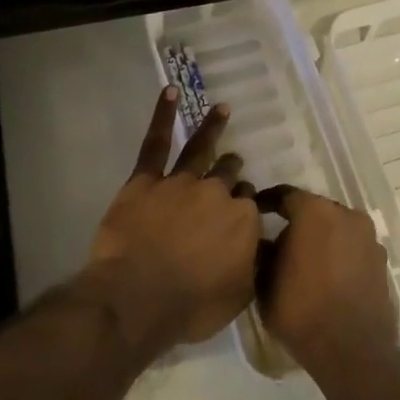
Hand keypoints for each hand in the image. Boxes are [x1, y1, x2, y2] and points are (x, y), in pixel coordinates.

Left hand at [82, 89, 260, 350]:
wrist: (138, 298)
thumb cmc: (191, 306)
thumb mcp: (239, 296)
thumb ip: (252, 264)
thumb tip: (260, 245)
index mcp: (242, 220)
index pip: (248, 204)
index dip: (243, 207)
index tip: (239, 213)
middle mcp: (217, 193)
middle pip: (228, 176)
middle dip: (232, 171)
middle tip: (233, 166)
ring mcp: (181, 182)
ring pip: (202, 150)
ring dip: (213, 128)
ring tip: (222, 109)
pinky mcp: (146, 181)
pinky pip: (156, 143)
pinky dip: (163, 116)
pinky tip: (170, 93)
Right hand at [257, 186, 397, 380]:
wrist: (352, 349)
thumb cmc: (301, 309)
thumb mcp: (264, 281)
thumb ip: (263, 253)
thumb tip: (266, 243)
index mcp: (315, 211)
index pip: (285, 195)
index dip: (268, 203)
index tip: (256, 212)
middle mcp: (346, 215)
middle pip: (315, 210)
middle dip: (298, 222)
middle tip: (280, 241)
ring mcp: (369, 238)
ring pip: (337, 229)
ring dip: (321, 239)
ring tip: (305, 262)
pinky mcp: (382, 262)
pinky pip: (353, 249)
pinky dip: (339, 255)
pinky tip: (327, 276)